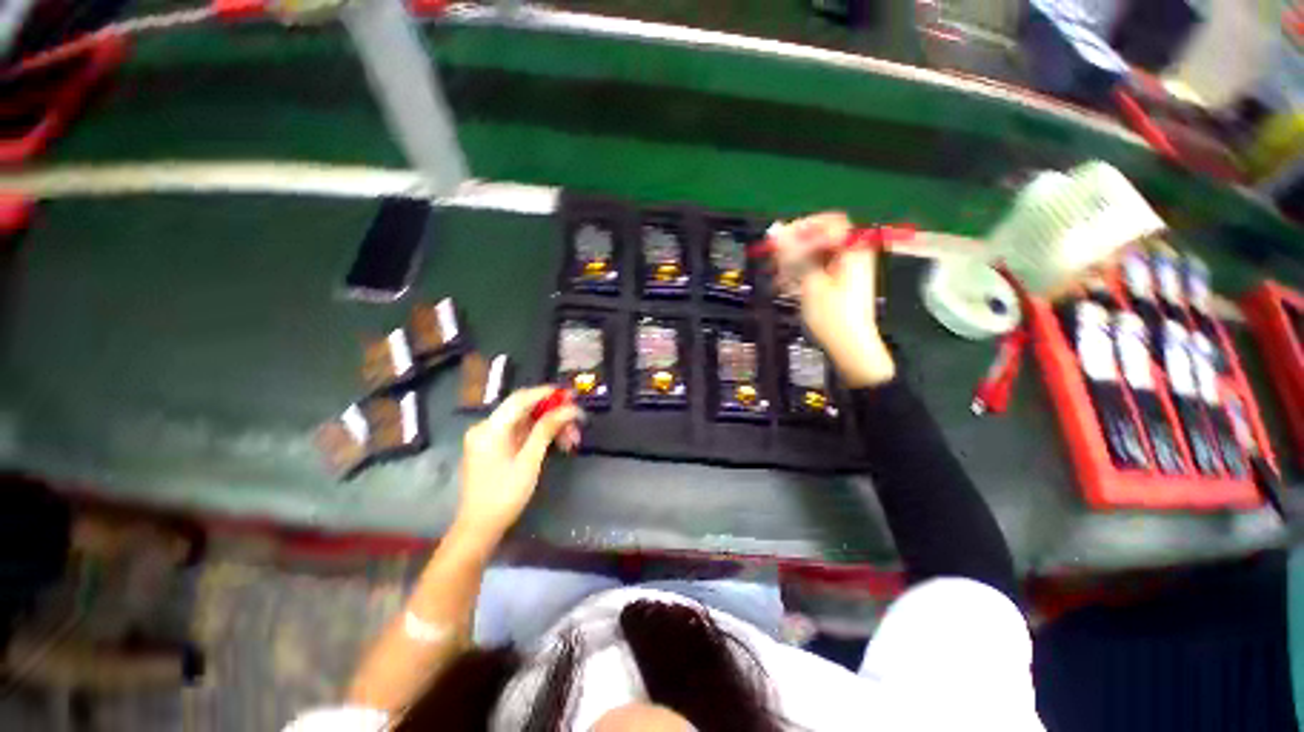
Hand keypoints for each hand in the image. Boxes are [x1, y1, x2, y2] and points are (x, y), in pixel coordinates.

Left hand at [455, 386, 582, 541]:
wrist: (480, 528)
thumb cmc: (504, 495)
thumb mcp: (529, 461)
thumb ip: (547, 430)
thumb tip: (568, 409)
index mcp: (491, 428)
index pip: (521, 399)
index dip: (547, 393)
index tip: (570, 394)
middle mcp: (487, 427)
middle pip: (525, 410)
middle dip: (554, 414)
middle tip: (577, 422)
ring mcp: (490, 438)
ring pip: (526, 423)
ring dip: (550, 427)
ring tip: (572, 440)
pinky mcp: (494, 448)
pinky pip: (521, 434)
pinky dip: (539, 436)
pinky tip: (558, 445)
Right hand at [769, 212, 894, 386]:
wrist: (850, 348)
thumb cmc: (833, 316)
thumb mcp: (810, 282)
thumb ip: (793, 254)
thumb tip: (776, 230)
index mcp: (852, 249)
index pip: (828, 222)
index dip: (803, 228)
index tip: (781, 242)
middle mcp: (851, 255)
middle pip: (820, 238)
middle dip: (795, 248)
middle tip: (774, 261)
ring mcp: (846, 270)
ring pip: (815, 256)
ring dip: (794, 264)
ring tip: (777, 278)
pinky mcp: (838, 284)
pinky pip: (817, 270)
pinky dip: (801, 275)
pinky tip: (786, 287)